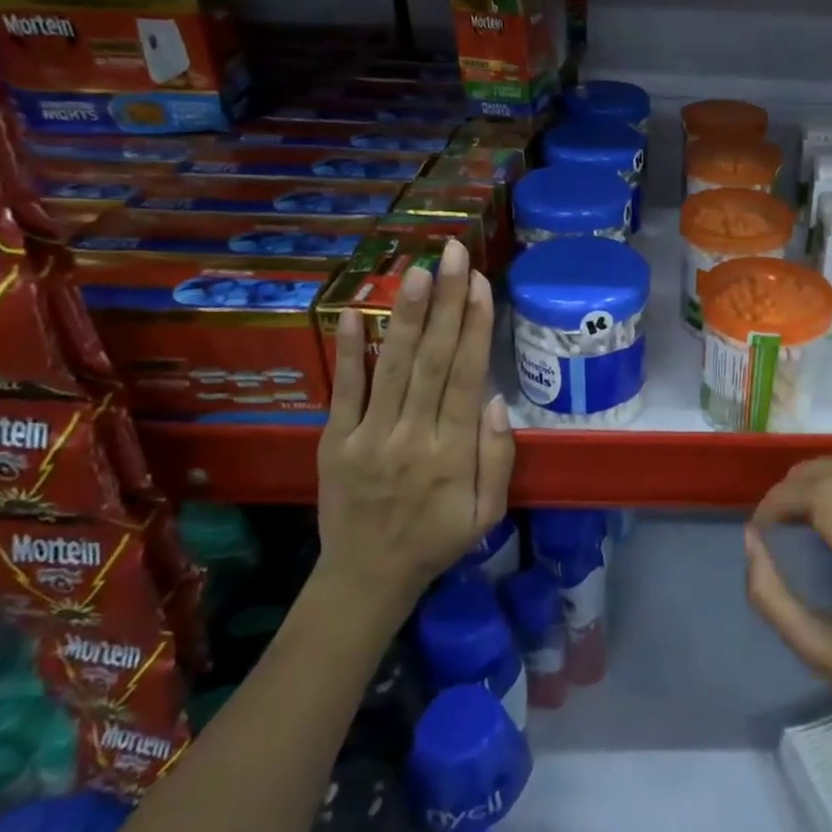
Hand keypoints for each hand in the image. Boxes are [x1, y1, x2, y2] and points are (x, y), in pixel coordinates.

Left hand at [316, 238, 515, 617]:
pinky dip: (349, 351)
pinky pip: (344, 390)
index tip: (481, 284)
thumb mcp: (488, 513)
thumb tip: (497, 401)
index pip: (467, 377)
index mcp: (453, 453)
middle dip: (446, 302)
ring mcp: (369, 436)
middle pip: (433, 360)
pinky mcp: (334, 441)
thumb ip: (497, 458)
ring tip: (417, 270)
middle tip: (453, 254)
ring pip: (393, 366)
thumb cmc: (437, 540)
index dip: (475, 327)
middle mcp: (412, 436)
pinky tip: (354, 312)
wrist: (366, 577)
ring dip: (406, 315)